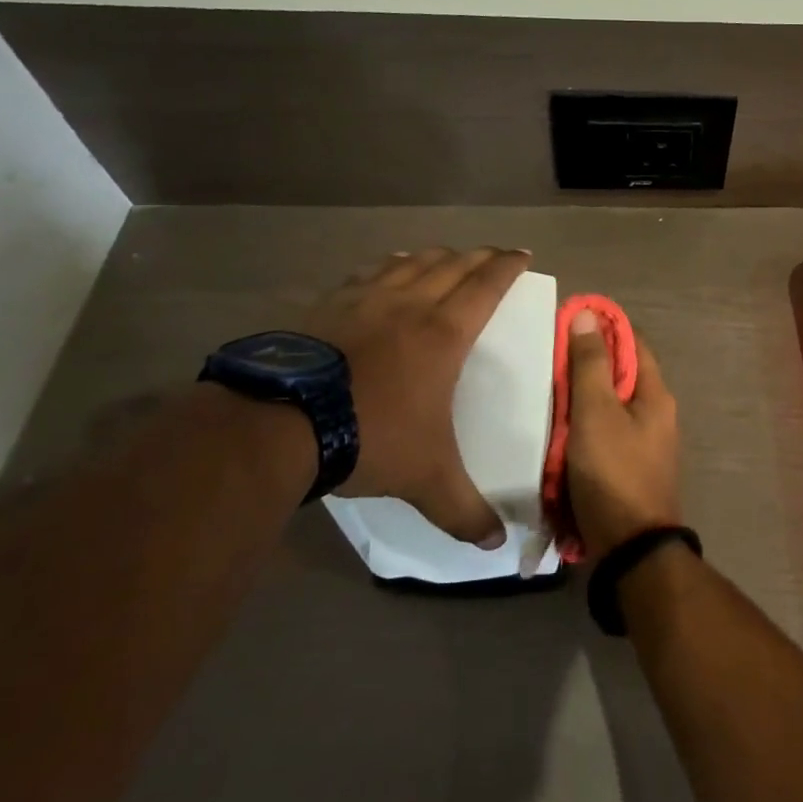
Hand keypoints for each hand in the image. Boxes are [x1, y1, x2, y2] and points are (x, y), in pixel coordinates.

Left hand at [301, 247, 529, 546]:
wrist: (279, 423)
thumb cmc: (369, 437)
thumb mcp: (426, 478)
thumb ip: (464, 510)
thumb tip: (496, 546)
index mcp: (444, 333)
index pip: (487, 285)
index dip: (508, 266)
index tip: (523, 255)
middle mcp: (410, 304)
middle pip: (452, 264)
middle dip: (479, 256)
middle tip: (494, 254)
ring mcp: (364, 299)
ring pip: (410, 261)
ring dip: (435, 255)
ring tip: (445, 255)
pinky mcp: (327, 305)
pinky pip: (367, 273)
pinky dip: (387, 265)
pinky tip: (385, 269)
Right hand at [565, 310, 681, 554]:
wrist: (631, 550)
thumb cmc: (614, 473)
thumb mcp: (596, 413)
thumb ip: (590, 365)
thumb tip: (587, 314)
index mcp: (655, 394)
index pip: (632, 342)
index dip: (603, 327)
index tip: (568, 319)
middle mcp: (655, 414)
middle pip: (619, 374)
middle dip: (586, 363)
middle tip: (545, 355)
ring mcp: (643, 443)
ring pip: (608, 405)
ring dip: (580, 397)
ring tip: (542, 387)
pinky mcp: (627, 467)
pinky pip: (602, 433)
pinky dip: (580, 426)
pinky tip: (554, 428)